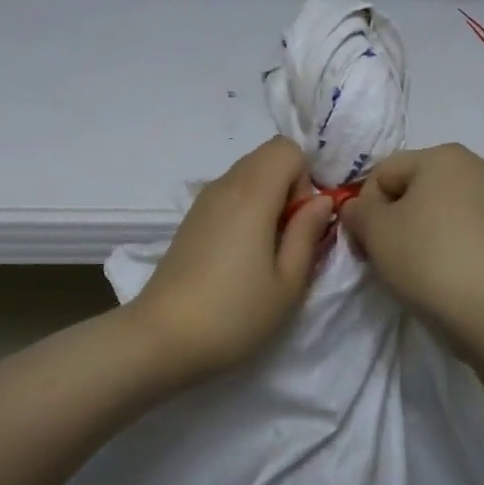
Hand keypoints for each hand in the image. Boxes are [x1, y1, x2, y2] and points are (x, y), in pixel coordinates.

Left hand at [129, 137, 334, 383]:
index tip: (300, 221)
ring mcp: (202, 201)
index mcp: (252, 194)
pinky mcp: (190, 219)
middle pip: (266, 156)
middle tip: (287, 237)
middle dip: (288, 185)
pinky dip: (244, 209)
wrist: (162, 337)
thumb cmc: (235, 314)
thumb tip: (321, 201)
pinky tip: (239, 255)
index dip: (304, 177)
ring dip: (266, 198)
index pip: (286, 147)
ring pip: (246, 174)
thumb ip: (308, 233)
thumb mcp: (288, 282)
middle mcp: (224, 185)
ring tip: (264, 250)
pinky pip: (228, 193)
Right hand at [339, 145, 483, 355]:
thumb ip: (356, 211)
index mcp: (441, 154)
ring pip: (430, 213)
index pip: (382, 173)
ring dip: (410, 236)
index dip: (364, 208)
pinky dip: (438, 248)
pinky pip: (454, 232)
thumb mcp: (374, 230)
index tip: (363, 243)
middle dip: (388, 221)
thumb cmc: (428, 257)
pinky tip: (434, 275)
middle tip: (381, 257)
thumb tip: (356, 209)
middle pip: (408, 190)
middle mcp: (472, 167)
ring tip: (408, 269)